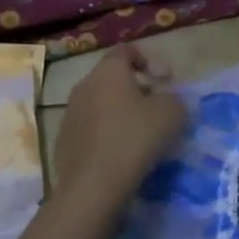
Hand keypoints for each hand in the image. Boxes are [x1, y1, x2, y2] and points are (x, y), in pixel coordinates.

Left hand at [51, 45, 187, 203]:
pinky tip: (122, 154)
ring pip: (101, 104)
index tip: (165, 81)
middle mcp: (84, 86)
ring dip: (121, 113)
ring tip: (141, 134)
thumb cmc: (135, 139)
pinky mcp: (64, 142)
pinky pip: (92, 129)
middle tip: (157, 108)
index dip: (149, 60)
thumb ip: (174, 98)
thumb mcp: (173, 113)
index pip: (126, 50)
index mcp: (108, 72)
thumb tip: (167, 101)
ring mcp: (70, 115)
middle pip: (113, 79)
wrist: (92, 187)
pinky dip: (108, 134)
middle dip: (137, 89)